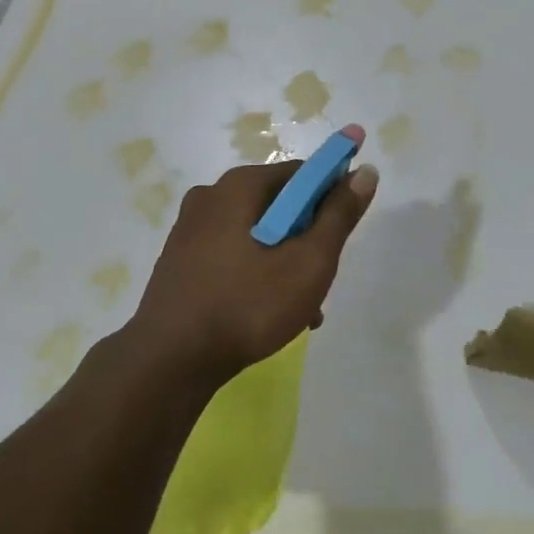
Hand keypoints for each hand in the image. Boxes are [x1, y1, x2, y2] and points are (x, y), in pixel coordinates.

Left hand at [131, 149, 378, 386]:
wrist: (169, 362)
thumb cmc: (247, 305)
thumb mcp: (308, 262)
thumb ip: (338, 216)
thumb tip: (364, 172)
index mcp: (239, 185)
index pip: (302, 173)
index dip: (332, 196)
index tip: (343, 234)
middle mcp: (211, 196)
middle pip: (279, 205)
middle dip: (307, 239)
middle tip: (321, 279)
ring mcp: (190, 229)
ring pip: (257, 234)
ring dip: (285, 263)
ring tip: (301, 309)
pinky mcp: (180, 260)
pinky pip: (233, 255)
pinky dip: (256, 274)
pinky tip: (268, 314)